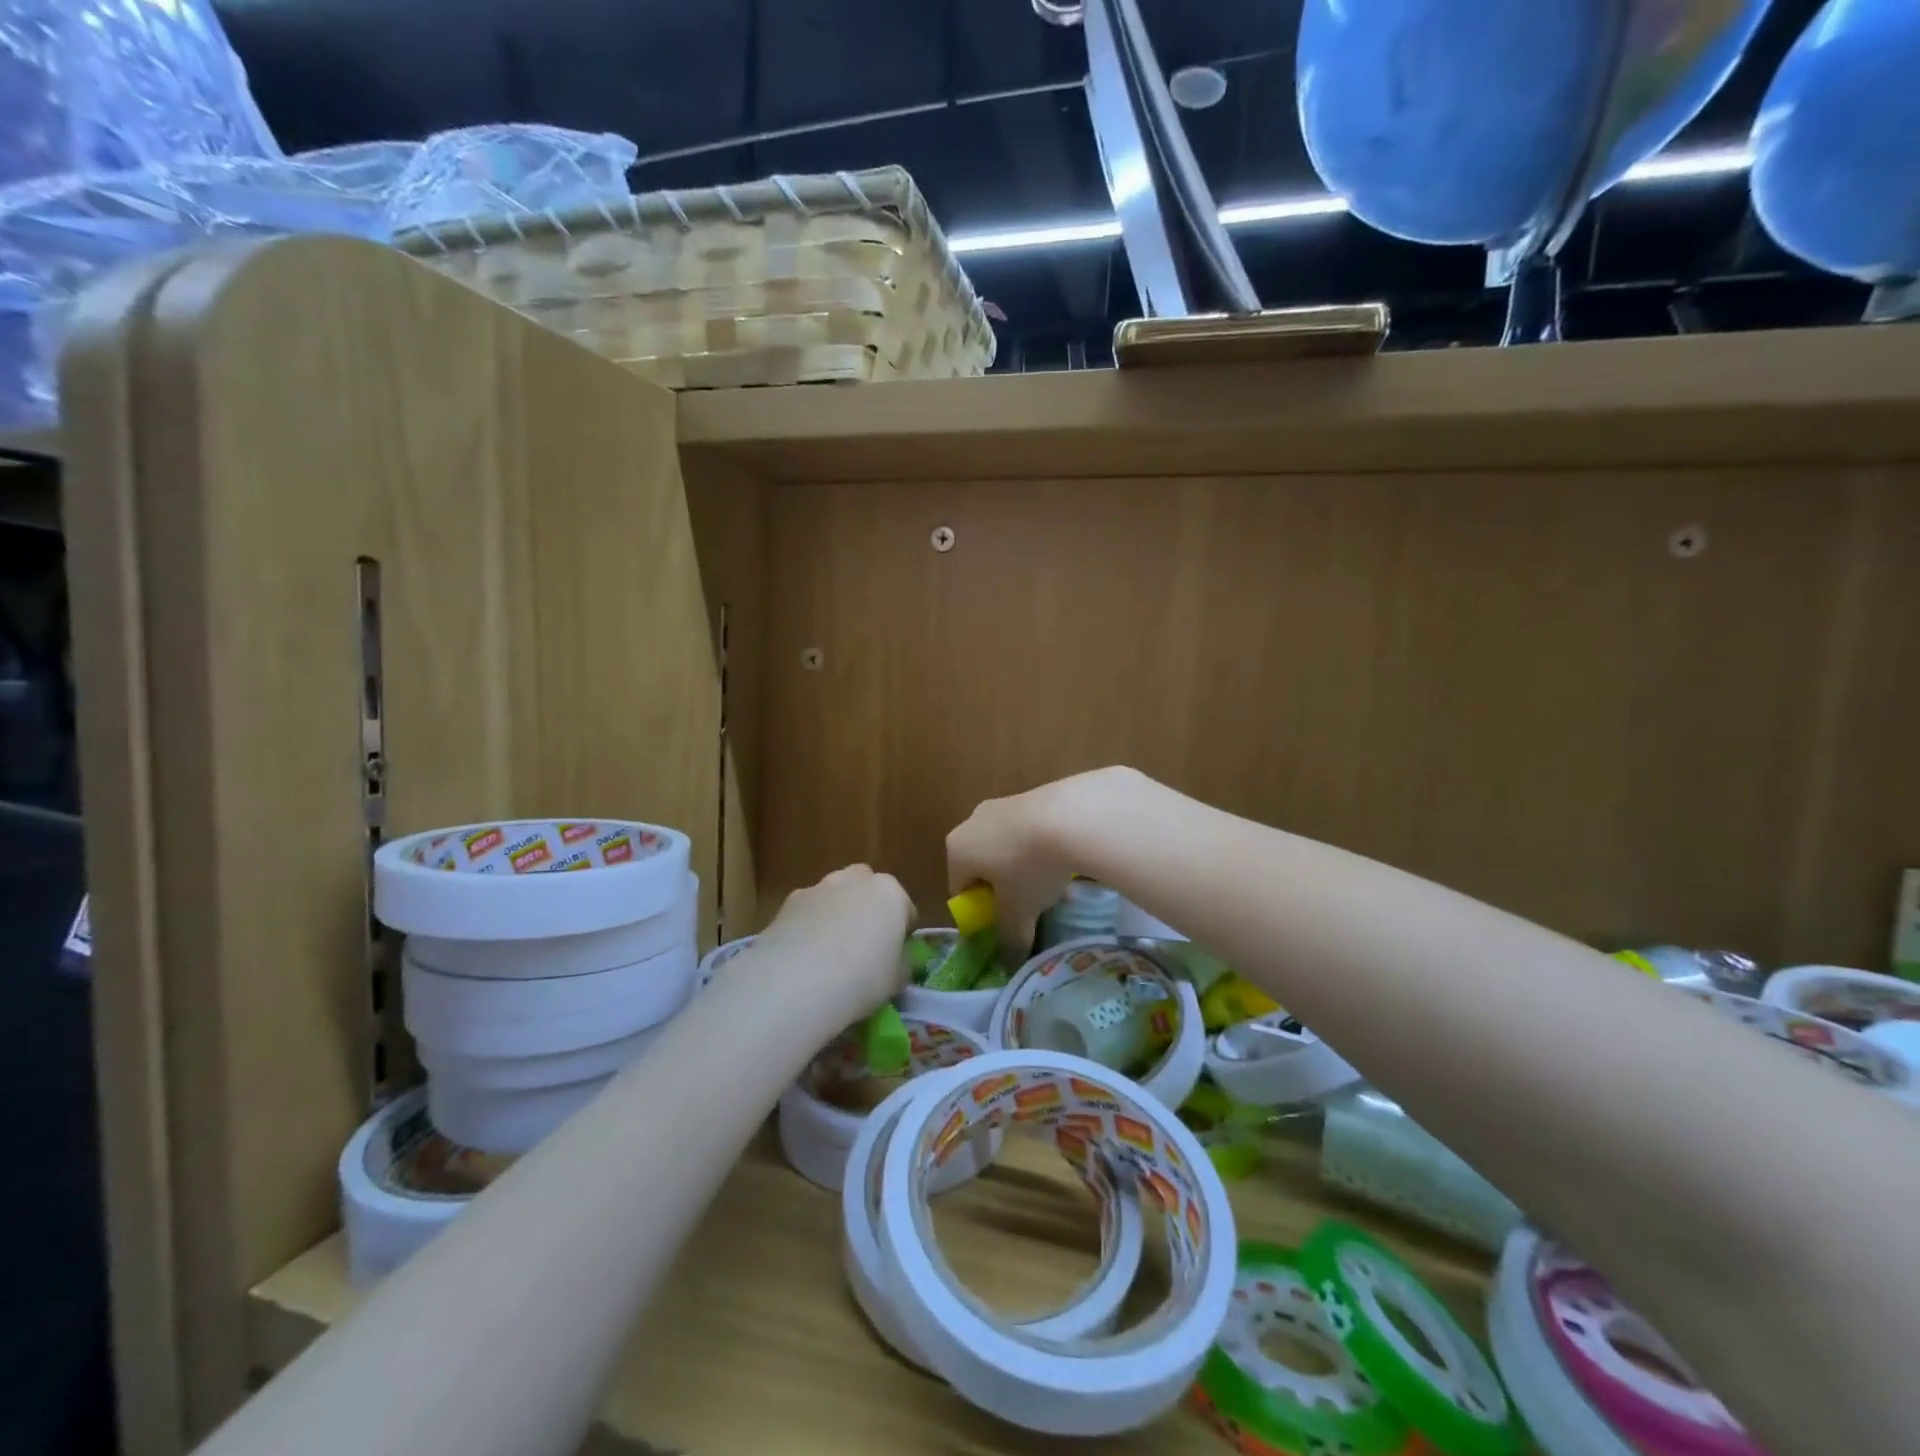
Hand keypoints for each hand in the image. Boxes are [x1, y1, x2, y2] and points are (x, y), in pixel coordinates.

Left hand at [752, 865, 913, 1018]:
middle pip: (867, 887)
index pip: (905, 909)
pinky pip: (808, 910)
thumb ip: (900, 963)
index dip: (901, 932)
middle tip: (863, 943)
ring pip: (835, 894)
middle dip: (867, 907)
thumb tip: (895, 960)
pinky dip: (809, 923)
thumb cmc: (862, 979)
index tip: (895, 954)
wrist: (798, 981)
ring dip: (836, 912)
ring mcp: (820, 887)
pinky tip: (803, 954)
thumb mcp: (896, 980)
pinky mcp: (789, 901)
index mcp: (890, 894)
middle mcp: (856, 881)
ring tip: (829, 950)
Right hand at [946, 766, 1148, 958]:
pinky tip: (1065, 859)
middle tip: (1027, 906)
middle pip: (982, 864)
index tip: (1004, 923)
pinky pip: (1029, 830)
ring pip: (1007, 846)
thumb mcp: (1018, 912)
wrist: (1070, 816)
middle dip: (1003, 887)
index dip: (980, 911)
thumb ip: (1009, 938)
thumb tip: (1009, 962)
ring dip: (1024, 866)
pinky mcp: (1031, 794)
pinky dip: (1042, 846)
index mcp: (957, 849)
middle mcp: (972, 822)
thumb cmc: (1028, 867)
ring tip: (1052, 884)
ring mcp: (1001, 804)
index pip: (960, 888)